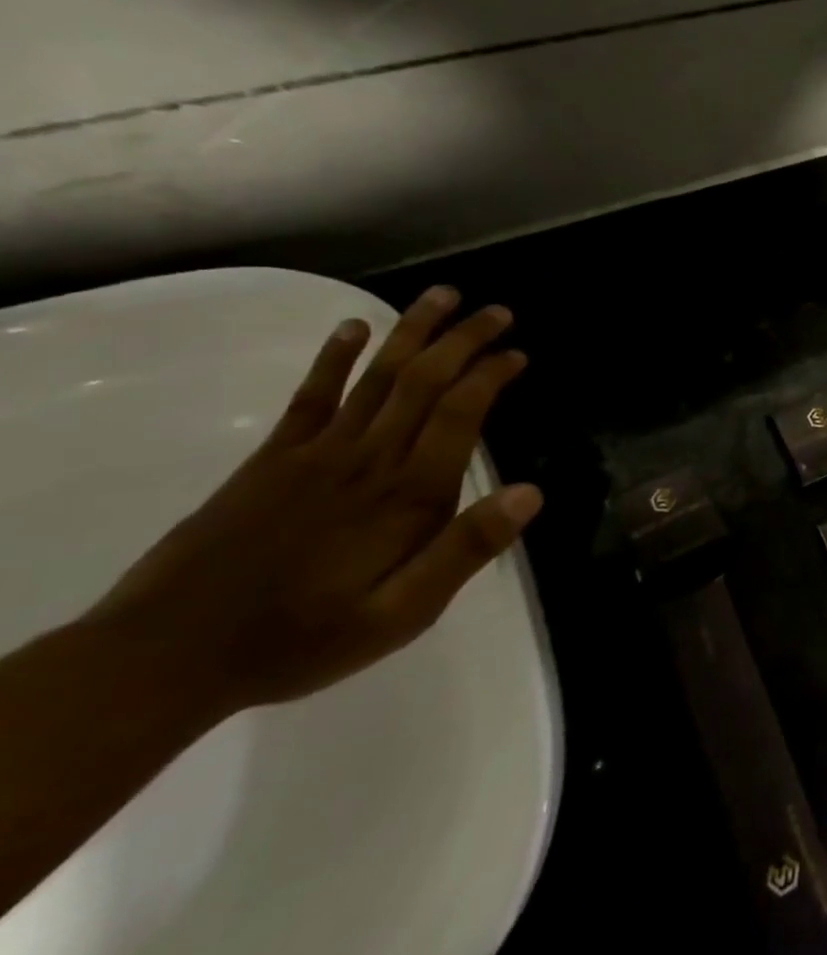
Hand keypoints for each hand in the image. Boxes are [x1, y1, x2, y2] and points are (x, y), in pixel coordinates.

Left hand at [91, 286, 542, 718]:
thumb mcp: (402, 614)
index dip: (491, 375)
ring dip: (411, 332)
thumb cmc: (303, 638)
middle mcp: (368, 459)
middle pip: (423, 381)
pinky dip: (333, 358)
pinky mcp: (271, 459)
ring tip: (442, 296)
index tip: (518, 353)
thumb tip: (531, 493)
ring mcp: (316, 453)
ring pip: (376, 377)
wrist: (167, 657)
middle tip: (496, 311)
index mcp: (406, 495)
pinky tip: (353, 328)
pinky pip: (309, 396)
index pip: (460, 414)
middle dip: (463, 340)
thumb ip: (465, 550)